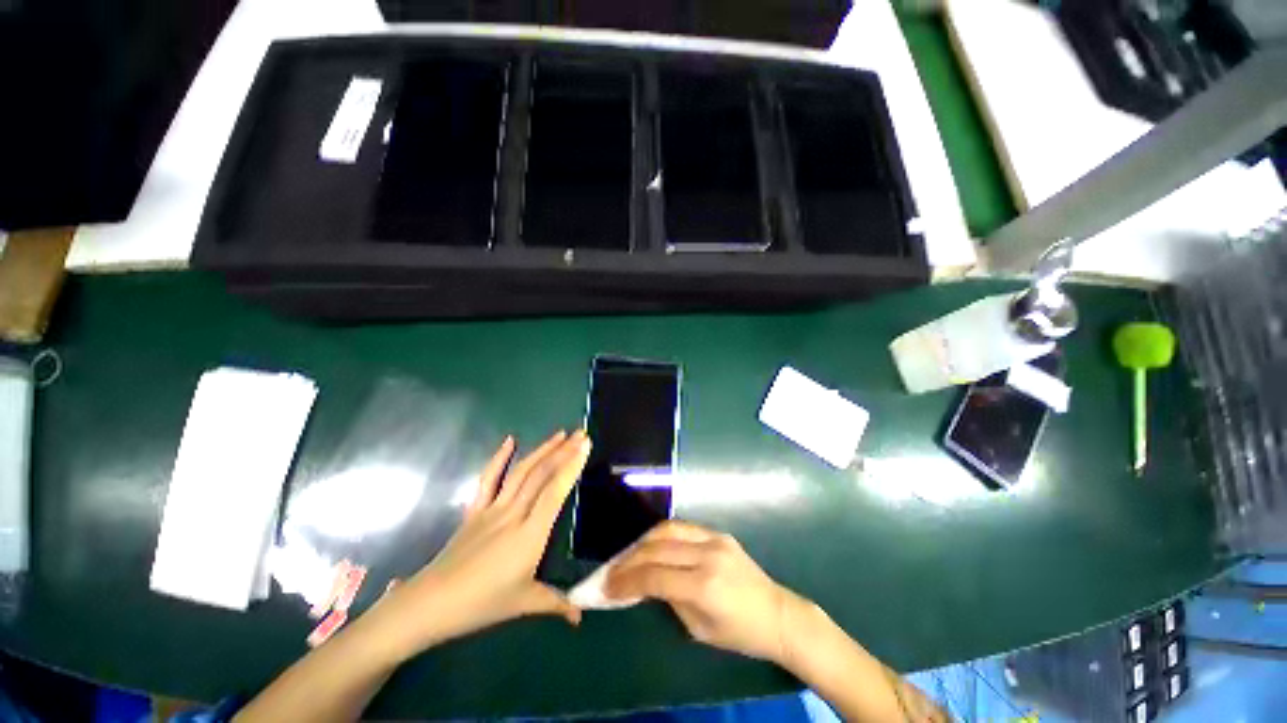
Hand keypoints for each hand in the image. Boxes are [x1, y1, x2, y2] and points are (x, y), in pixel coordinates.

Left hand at [369, 431, 590, 660]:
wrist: (429, 604)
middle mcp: (514, 514)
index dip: (571, 465)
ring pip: (521, 472)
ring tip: (559, 434)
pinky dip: (499, 457)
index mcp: (530, 534)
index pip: (555, 491)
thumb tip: (581, 616)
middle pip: (541, 475)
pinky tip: (510, 440)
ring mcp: (492, 509)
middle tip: (581, 433)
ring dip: (542, 450)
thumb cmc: (481, 605)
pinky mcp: (475, 510)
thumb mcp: (523, 604)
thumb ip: (555, 604)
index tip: (585, 445)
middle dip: (563, 451)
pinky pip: (489, 479)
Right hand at [605, 521, 812, 665]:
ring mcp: (714, 539)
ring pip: (667, 529)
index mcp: (703, 586)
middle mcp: (707, 555)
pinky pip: (683, 528)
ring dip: (642, 541)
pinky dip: (662, 535)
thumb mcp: (699, 629)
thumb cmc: (740, 633)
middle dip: (628, 560)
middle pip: (656, 548)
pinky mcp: (718, 533)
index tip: (606, 588)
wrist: (777, 614)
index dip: (626, 582)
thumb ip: (669, 600)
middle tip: (611, 571)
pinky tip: (652, 545)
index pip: (654, 577)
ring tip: (628, 555)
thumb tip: (644, 584)